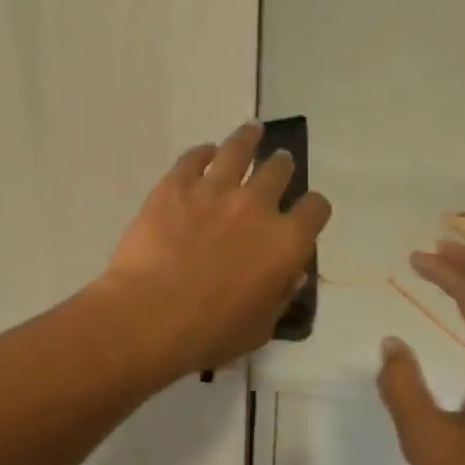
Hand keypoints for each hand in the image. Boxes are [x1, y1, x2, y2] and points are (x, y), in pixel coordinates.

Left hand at [97, 123, 331, 379]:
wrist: (149, 316)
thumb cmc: (209, 332)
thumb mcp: (260, 328)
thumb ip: (280, 297)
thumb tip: (289, 275)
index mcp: (286, 242)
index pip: (315, 208)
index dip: (313, 208)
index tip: (305, 211)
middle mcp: (256, 206)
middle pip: (279, 170)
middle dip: (282, 167)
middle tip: (278, 166)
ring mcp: (214, 189)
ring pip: (239, 148)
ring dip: (249, 138)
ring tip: (252, 131)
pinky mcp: (175, 185)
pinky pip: (193, 156)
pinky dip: (203, 152)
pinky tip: (204, 153)